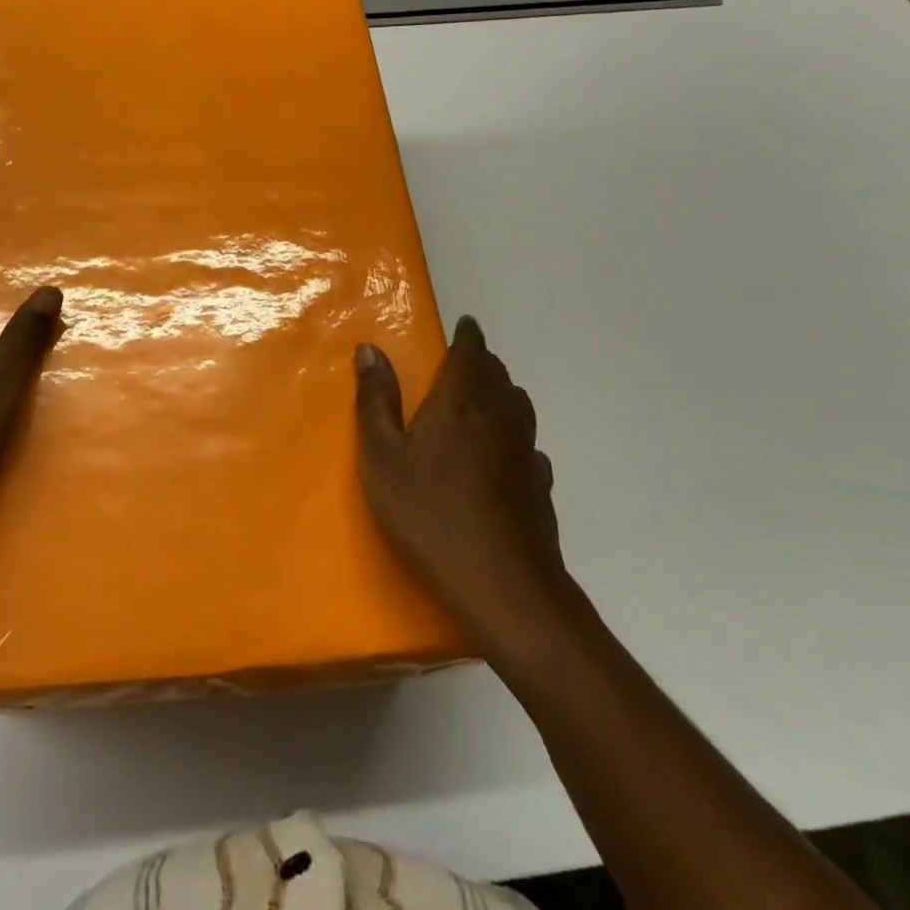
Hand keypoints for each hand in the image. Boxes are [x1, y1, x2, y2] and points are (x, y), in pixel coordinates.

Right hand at [355, 317, 571, 651]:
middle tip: (464, 360)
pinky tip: (506, 453)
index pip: (471, 353)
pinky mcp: (540, 486)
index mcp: (460, 402)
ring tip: (483, 397)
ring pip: (518, 406)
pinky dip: (515, 434)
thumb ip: (376, 400)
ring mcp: (525, 452)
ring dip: (502, 392)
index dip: (468, 336)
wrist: (502, 584)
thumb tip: (369, 348)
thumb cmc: (429, 512)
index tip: (464, 325)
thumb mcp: (383, 456)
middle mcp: (499, 417)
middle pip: (498, 375)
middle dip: (482, 361)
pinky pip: (529, 444)